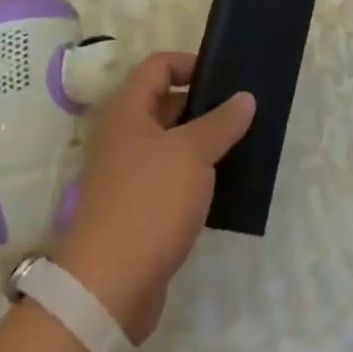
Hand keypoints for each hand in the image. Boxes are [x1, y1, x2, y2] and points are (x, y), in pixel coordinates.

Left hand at [56, 53, 255, 343]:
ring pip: (169, 144)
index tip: (224, 79)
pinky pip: (168, 178)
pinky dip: (193, 177)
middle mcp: (123, 136)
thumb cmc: (149, 202)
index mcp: (127, 110)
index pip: (158, 66)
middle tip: (240, 113)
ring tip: (239, 146)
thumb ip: (221, 122)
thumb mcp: (192, 153)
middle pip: (164, 103)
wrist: (107, 288)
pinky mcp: (136, 210)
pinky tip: (222, 186)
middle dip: (202, 105)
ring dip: (200, 144)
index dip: (189, 63)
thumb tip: (245, 97)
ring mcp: (127, 174)